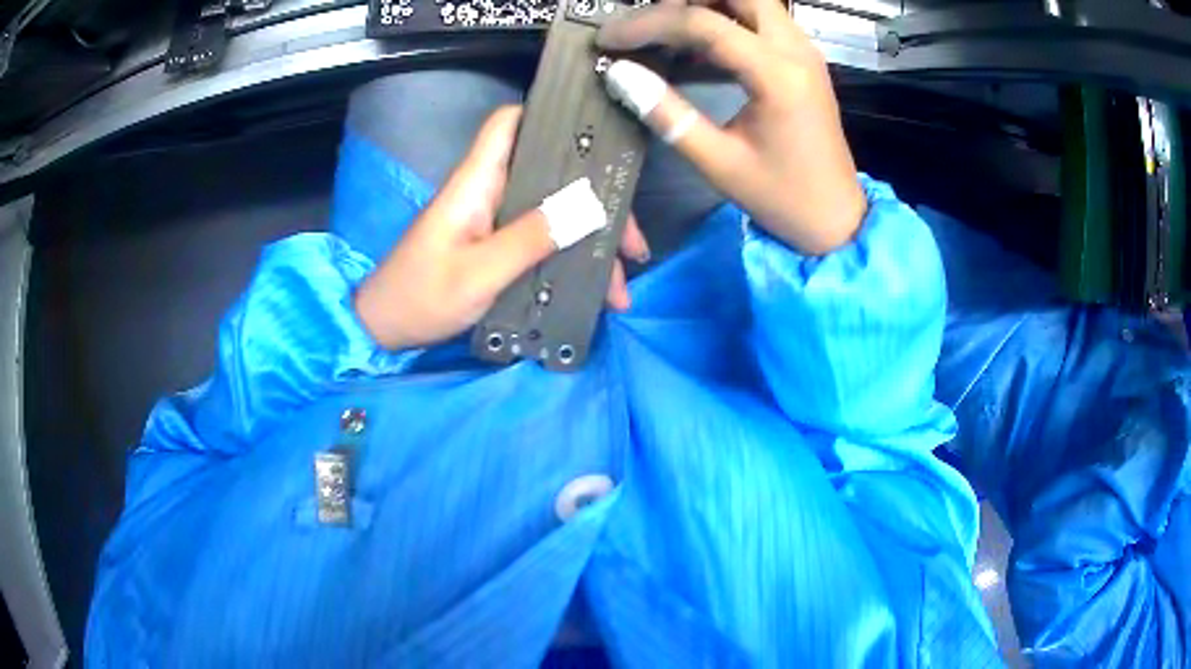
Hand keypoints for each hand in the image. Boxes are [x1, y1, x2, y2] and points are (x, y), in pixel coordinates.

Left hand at [354, 106, 650, 349]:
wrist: (384, 330)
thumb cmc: (421, 297)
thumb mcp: (478, 273)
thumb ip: (530, 239)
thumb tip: (589, 206)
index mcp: (477, 182)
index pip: (509, 124)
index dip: (548, 116)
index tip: (597, 134)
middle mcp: (489, 192)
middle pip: (551, 175)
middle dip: (597, 203)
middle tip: (632, 242)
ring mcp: (493, 220)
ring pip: (554, 213)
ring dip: (590, 243)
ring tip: (620, 288)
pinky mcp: (495, 246)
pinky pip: (543, 241)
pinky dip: (570, 262)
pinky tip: (594, 292)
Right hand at [598, 0, 865, 254]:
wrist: (836, 219)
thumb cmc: (783, 197)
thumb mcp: (719, 163)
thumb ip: (667, 114)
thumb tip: (619, 74)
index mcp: (777, 74)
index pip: (702, 23)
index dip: (648, 25)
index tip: (610, 40)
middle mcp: (795, 49)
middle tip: (649, 23)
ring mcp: (803, 51)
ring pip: (750, 0)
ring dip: (706, 5)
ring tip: (665, 31)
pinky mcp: (802, 60)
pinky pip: (760, 20)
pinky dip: (724, 21)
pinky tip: (694, 47)